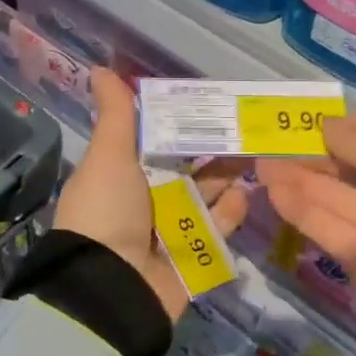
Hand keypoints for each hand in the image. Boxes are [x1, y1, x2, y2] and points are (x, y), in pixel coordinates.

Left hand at [54, 69, 249, 319]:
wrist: (112, 287)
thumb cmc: (107, 211)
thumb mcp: (108, 156)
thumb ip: (116, 115)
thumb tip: (99, 68)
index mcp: (123, 174)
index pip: (157, 141)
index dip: (181, 122)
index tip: (211, 101)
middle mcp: (147, 200)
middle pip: (187, 168)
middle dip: (213, 149)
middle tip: (247, 125)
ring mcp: (171, 230)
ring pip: (206, 196)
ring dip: (227, 178)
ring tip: (256, 154)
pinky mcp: (194, 257)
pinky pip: (217, 230)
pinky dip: (231, 213)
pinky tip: (246, 193)